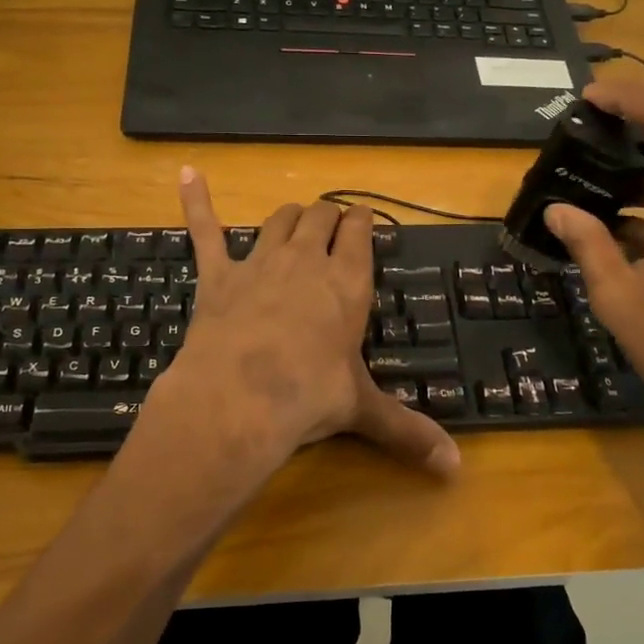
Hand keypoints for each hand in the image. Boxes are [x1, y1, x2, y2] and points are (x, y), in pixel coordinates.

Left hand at [146, 167, 460, 482]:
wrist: (239, 398)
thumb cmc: (308, 397)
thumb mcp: (362, 410)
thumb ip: (408, 432)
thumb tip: (454, 470)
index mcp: (346, 283)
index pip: (359, 234)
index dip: (362, 221)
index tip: (364, 218)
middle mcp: (306, 262)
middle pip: (320, 219)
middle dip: (329, 216)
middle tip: (333, 223)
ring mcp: (259, 263)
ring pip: (278, 220)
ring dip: (290, 215)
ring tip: (296, 217)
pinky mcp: (218, 276)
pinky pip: (206, 230)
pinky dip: (197, 201)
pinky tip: (189, 173)